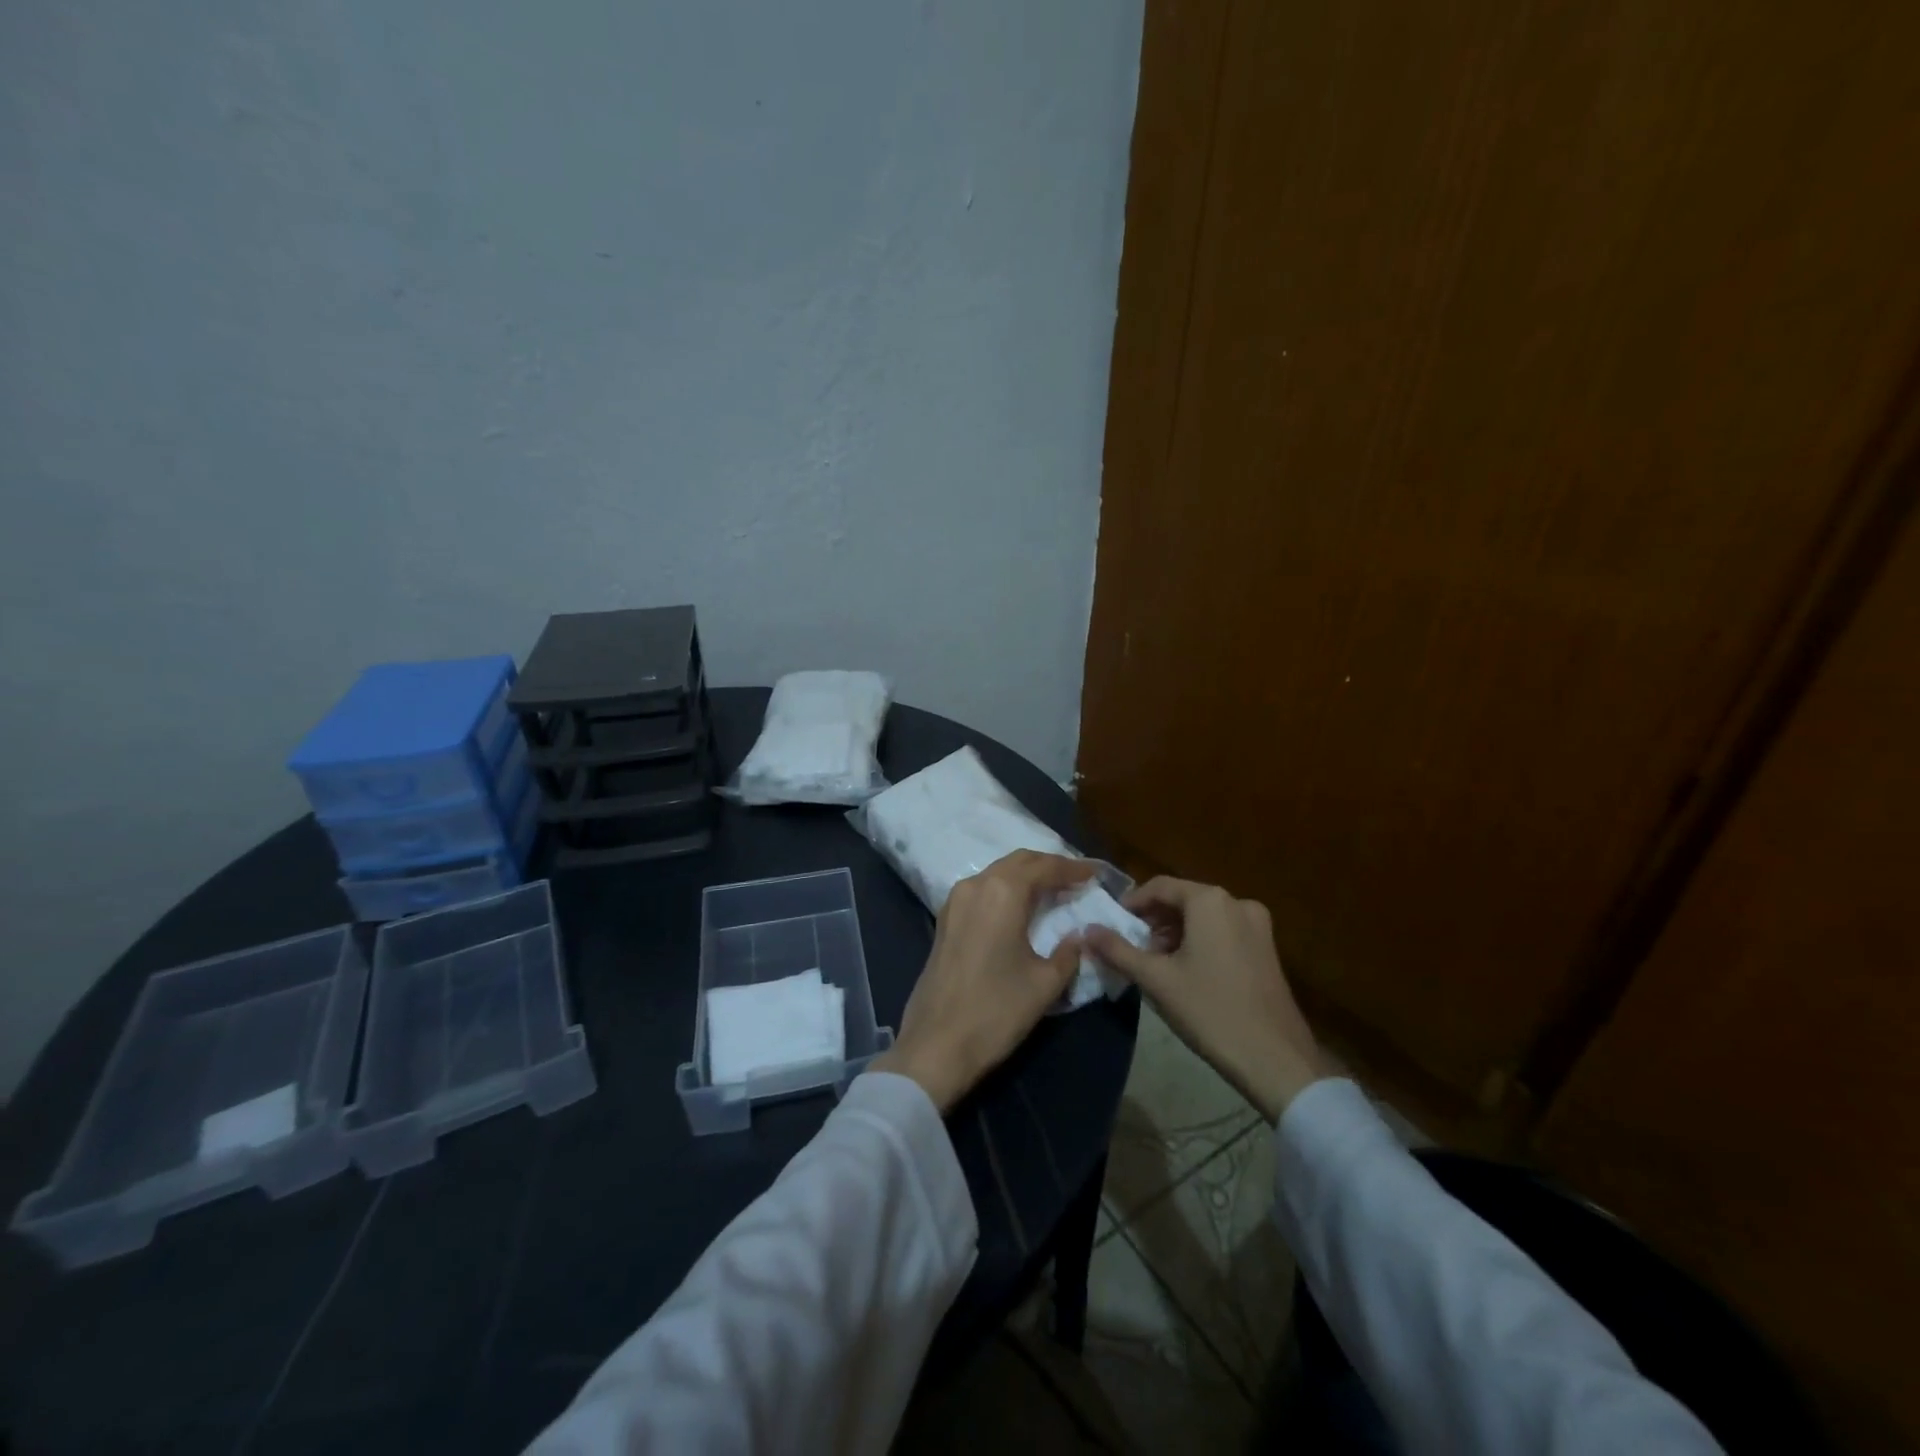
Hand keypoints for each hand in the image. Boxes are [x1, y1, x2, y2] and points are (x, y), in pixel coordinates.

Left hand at [874, 850, 1095, 1113]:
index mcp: (1003, 892)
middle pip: (1019, 861)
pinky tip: (1021, 907)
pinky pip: (983, 889)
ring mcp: (956, 900)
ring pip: (998, 872)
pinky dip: (1006, 889)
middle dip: (1049, 866)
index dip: (1073, 869)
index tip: (1096, 874)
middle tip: (1077, 879)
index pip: (1045, 867)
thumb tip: (1079, 935)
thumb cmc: (996, 1011)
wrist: (936, 1044)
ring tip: (1053, 890)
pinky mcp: (945, 919)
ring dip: (1026, 876)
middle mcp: (977, 885)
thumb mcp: (1044, 984)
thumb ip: (1068, 953)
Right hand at [1085, 877, 1327, 1123]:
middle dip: (1154, 919)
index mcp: (1209, 901)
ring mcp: (1257, 925)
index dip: (1132, 903)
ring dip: (1175, 931)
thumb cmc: (1210, 1011)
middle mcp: (1236, 902)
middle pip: (1183, 899)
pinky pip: (1223, 930)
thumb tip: (1087, 930)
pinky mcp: (1267, 948)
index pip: (1160, 886)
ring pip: (1203, 916)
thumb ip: (1118, 950)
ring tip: (1155, 961)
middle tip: (1132, 946)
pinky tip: (1186, 970)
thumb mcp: (1156, 980)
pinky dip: (1199, 940)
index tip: (1112, 924)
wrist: (1275, 1059)